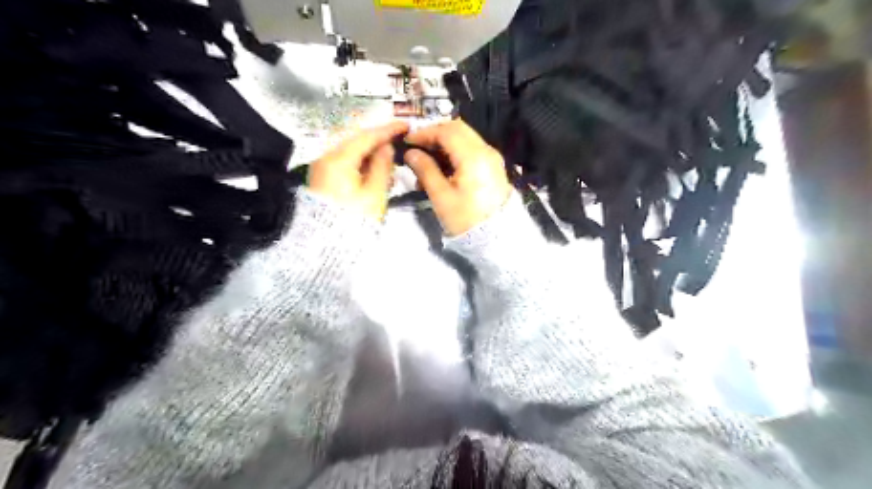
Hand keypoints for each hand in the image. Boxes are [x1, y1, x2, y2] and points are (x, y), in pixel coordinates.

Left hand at [308, 120, 410, 219]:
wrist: (326, 246)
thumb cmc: (354, 220)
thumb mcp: (375, 194)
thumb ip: (382, 166)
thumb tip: (386, 147)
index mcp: (339, 160)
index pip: (366, 137)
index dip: (387, 130)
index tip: (405, 125)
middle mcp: (326, 159)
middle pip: (355, 141)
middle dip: (377, 139)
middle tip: (398, 139)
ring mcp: (322, 169)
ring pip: (349, 152)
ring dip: (369, 152)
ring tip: (389, 158)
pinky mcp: (323, 180)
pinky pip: (344, 163)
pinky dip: (360, 162)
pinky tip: (374, 170)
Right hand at [405, 116, 512, 232]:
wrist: (495, 238)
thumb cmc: (466, 219)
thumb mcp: (441, 196)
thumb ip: (425, 170)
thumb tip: (411, 153)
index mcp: (473, 156)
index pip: (446, 131)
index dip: (425, 133)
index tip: (407, 141)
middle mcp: (486, 151)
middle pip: (457, 130)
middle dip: (434, 135)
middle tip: (416, 147)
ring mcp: (491, 158)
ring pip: (464, 139)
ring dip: (444, 145)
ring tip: (425, 164)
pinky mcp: (492, 167)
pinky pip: (471, 151)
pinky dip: (454, 154)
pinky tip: (441, 170)